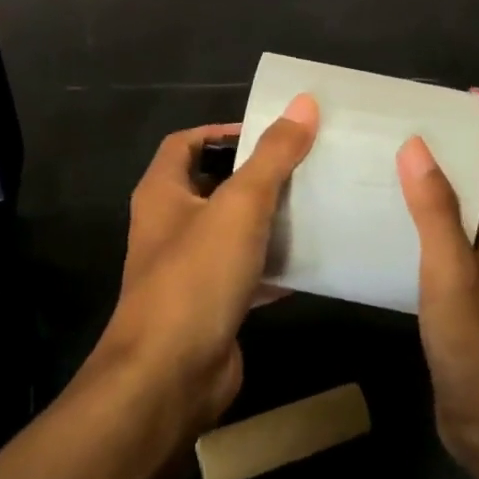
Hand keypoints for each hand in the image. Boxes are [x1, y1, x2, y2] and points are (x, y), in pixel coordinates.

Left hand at [95, 95, 318, 429]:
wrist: (170, 376)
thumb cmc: (196, 276)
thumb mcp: (240, 206)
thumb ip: (273, 155)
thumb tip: (304, 102)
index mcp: (162, 192)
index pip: (186, 143)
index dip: (222, 132)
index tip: (270, 131)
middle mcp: (170, 226)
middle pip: (214, 185)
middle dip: (256, 174)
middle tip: (304, 165)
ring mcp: (188, 269)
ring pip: (233, 231)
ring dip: (268, 219)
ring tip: (315, 204)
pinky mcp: (210, 306)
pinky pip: (247, 273)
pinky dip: (274, 265)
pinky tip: (312, 260)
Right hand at [397, 123, 478, 473]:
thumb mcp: (453, 276)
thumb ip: (436, 213)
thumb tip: (417, 146)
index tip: (451, 94)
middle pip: (478, 183)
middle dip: (449, 149)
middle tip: (401, 123)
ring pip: (457, 215)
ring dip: (431, 187)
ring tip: (386, 164)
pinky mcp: (462, 302)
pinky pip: (441, 247)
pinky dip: (420, 225)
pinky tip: (387, 227)